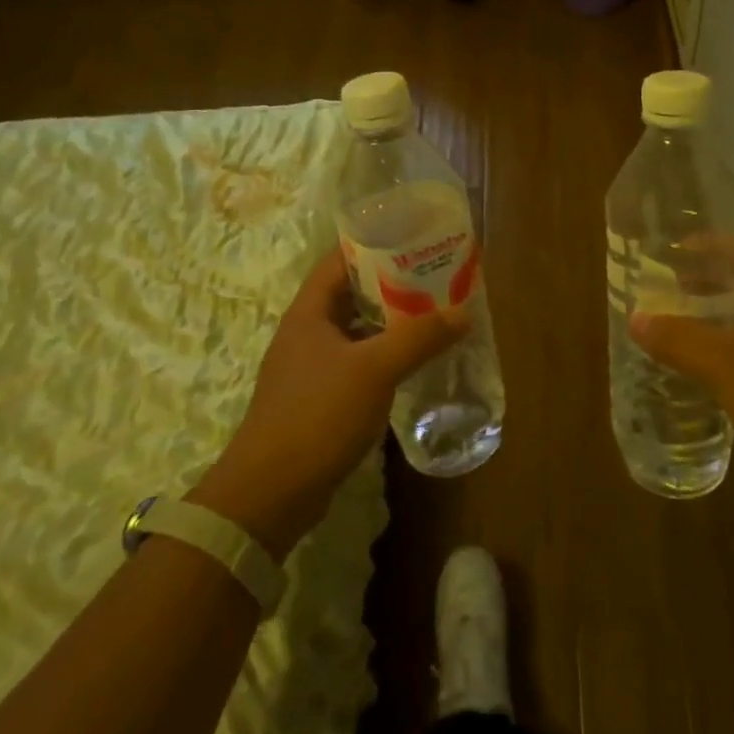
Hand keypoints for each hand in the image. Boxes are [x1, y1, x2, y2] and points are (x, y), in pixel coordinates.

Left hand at [190, 250, 467, 558]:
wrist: (271, 494)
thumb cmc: (317, 415)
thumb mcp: (374, 370)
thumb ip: (419, 337)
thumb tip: (462, 313)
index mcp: (309, 312)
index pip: (339, 260)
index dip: (373, 245)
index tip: (413, 239)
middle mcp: (306, 333)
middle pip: (351, 295)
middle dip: (391, 285)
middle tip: (435, 278)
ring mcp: (310, 368)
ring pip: (356, 332)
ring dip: (390, 324)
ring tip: (432, 316)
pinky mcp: (318, 400)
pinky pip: (356, 364)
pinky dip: (383, 358)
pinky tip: (412, 364)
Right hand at [629, 230, 733, 512]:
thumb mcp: (724, 363)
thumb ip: (678, 338)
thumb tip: (636, 318)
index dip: (713, 242)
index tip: (674, 253)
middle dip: (708, 279)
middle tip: (667, 289)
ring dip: (717, 316)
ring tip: (677, 325)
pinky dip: (728, 350)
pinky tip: (704, 369)